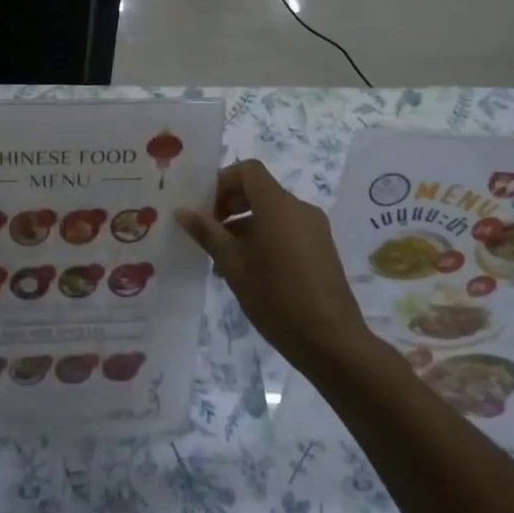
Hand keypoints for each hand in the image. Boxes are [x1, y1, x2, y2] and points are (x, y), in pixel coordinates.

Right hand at [176, 159, 368, 373]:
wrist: (331, 341)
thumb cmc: (276, 297)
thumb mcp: (233, 264)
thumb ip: (207, 233)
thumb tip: (182, 211)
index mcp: (278, 205)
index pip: (248, 170)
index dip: (222, 181)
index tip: (204, 207)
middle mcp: (300, 208)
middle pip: (260, 190)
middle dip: (230, 204)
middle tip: (208, 231)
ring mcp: (315, 229)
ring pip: (272, 213)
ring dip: (244, 225)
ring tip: (223, 258)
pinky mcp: (322, 249)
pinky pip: (287, 230)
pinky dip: (264, 237)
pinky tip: (250, 271)